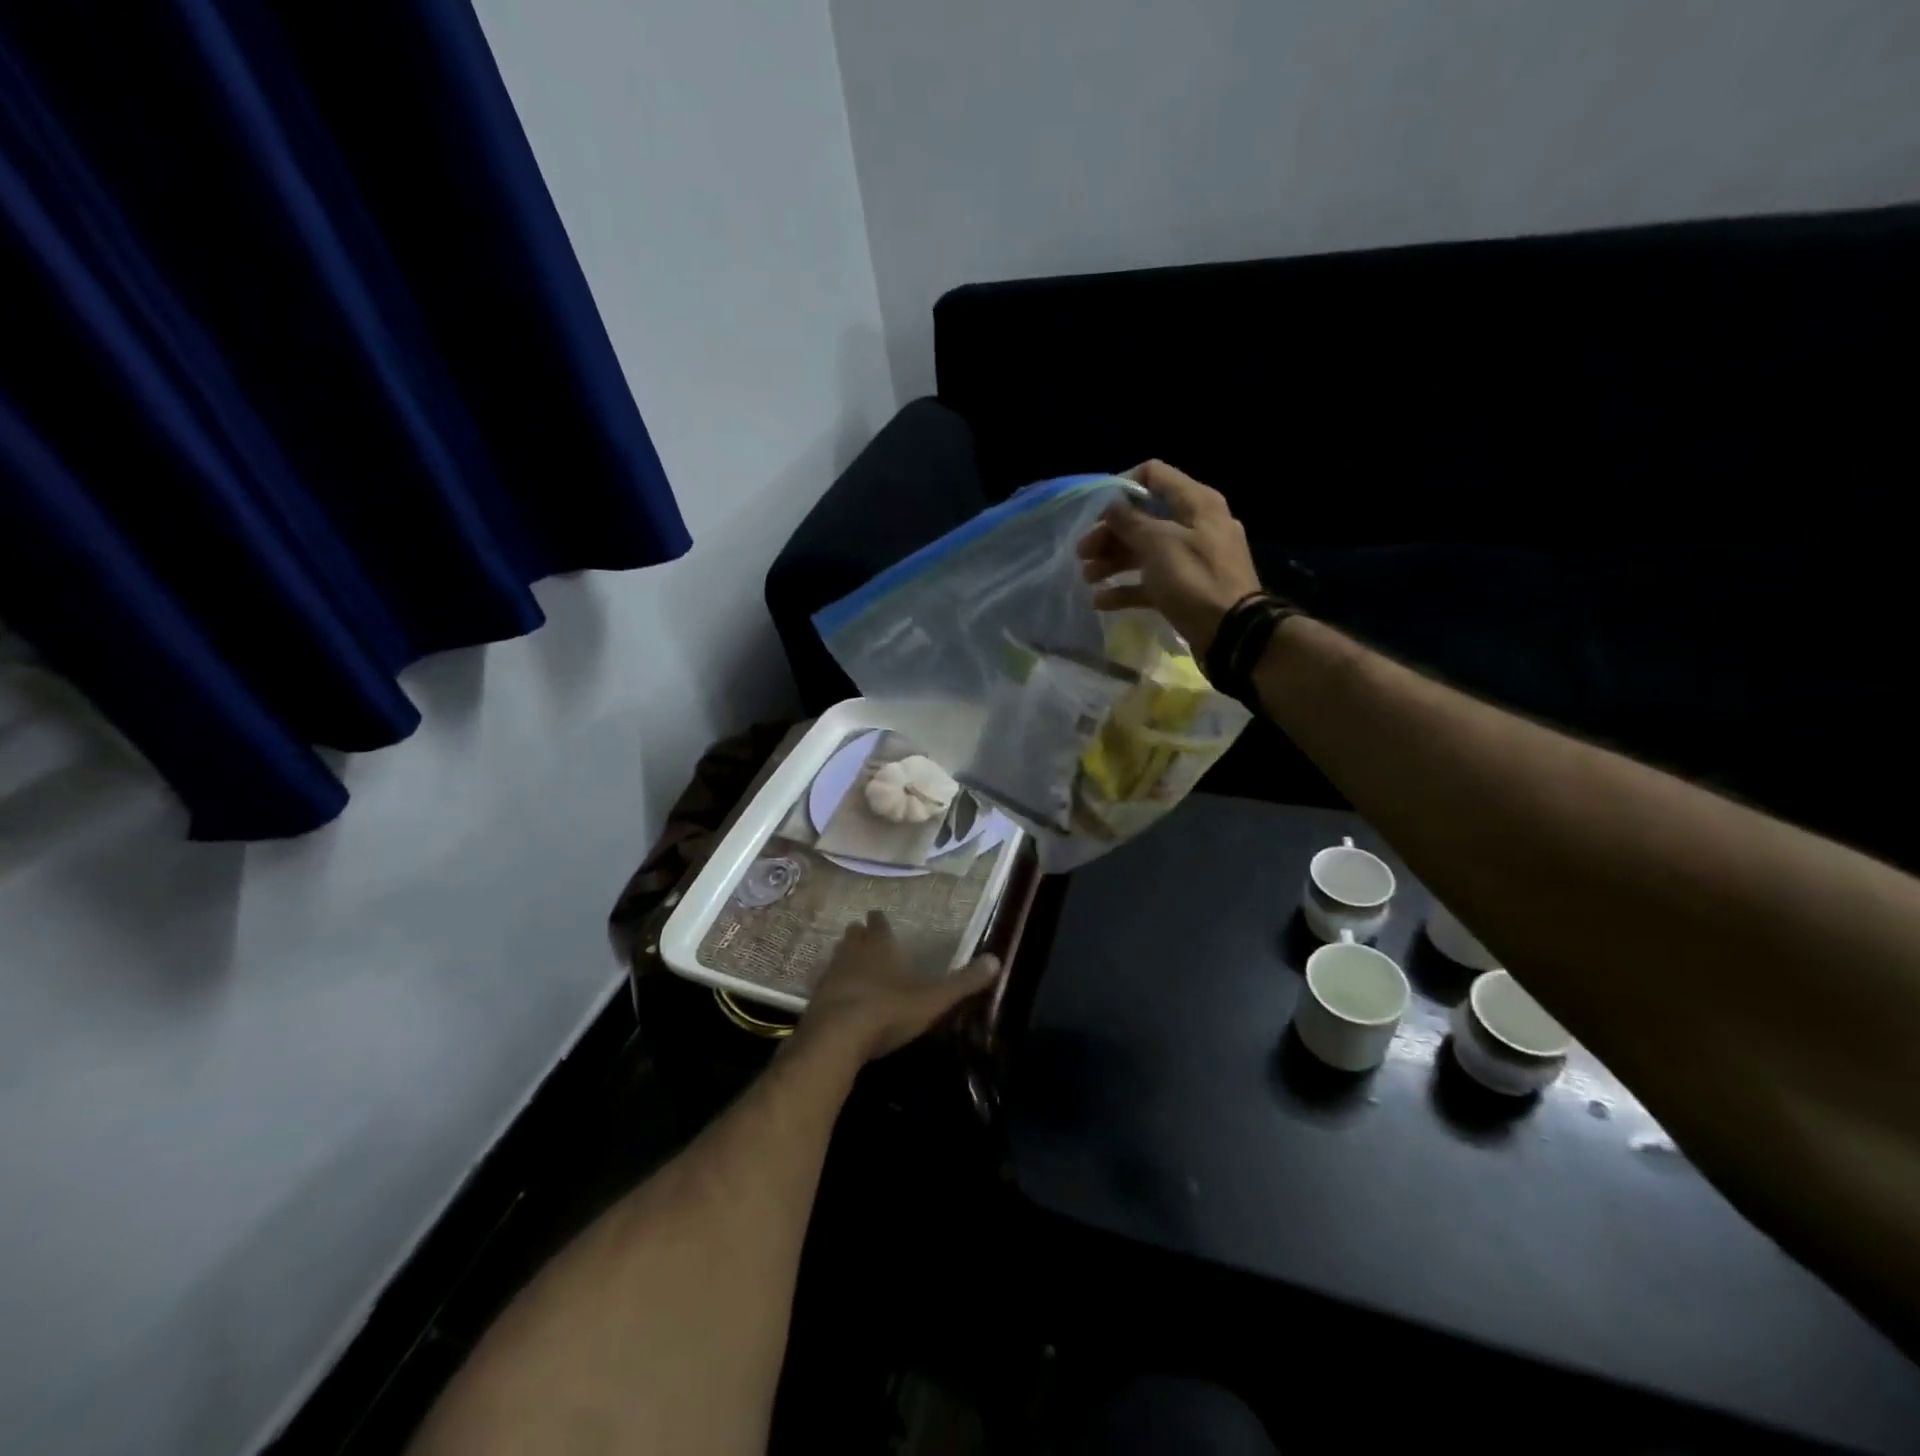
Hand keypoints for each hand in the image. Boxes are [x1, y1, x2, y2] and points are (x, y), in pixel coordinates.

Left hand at [798, 911, 1000, 1065]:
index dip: (879, 921)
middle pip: (854, 937)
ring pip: (837, 957)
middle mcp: (853, 955)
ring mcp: (831, 976)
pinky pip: (826, 985)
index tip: (877, 915)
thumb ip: (963, 982)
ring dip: (844, 956)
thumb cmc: (888, 1011)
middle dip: (859, 934)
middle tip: (861, 932)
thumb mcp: (932, 999)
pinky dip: (833, 984)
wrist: (837, 1038)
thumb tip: (996, 960)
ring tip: (849, 957)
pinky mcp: (816, 1001)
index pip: (879, 926)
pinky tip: (836, 993)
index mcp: (880, 948)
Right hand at [1077, 460, 1262, 655]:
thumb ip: (1131, 521)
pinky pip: (1151, 581)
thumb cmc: (1194, 580)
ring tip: (1088, 578)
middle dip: (1110, 533)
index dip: (1121, 487)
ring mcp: (1191, 558)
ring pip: (1144, 550)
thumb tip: (1112, 505)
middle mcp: (1195, 524)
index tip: (1095, 511)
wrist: (1231, 633)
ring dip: (1113, 560)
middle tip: (1082, 553)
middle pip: (1143, 518)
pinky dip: (1127, 587)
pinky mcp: (1186, 588)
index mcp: (1196, 503)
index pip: (1154, 475)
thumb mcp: (1159, 544)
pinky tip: (1102, 601)